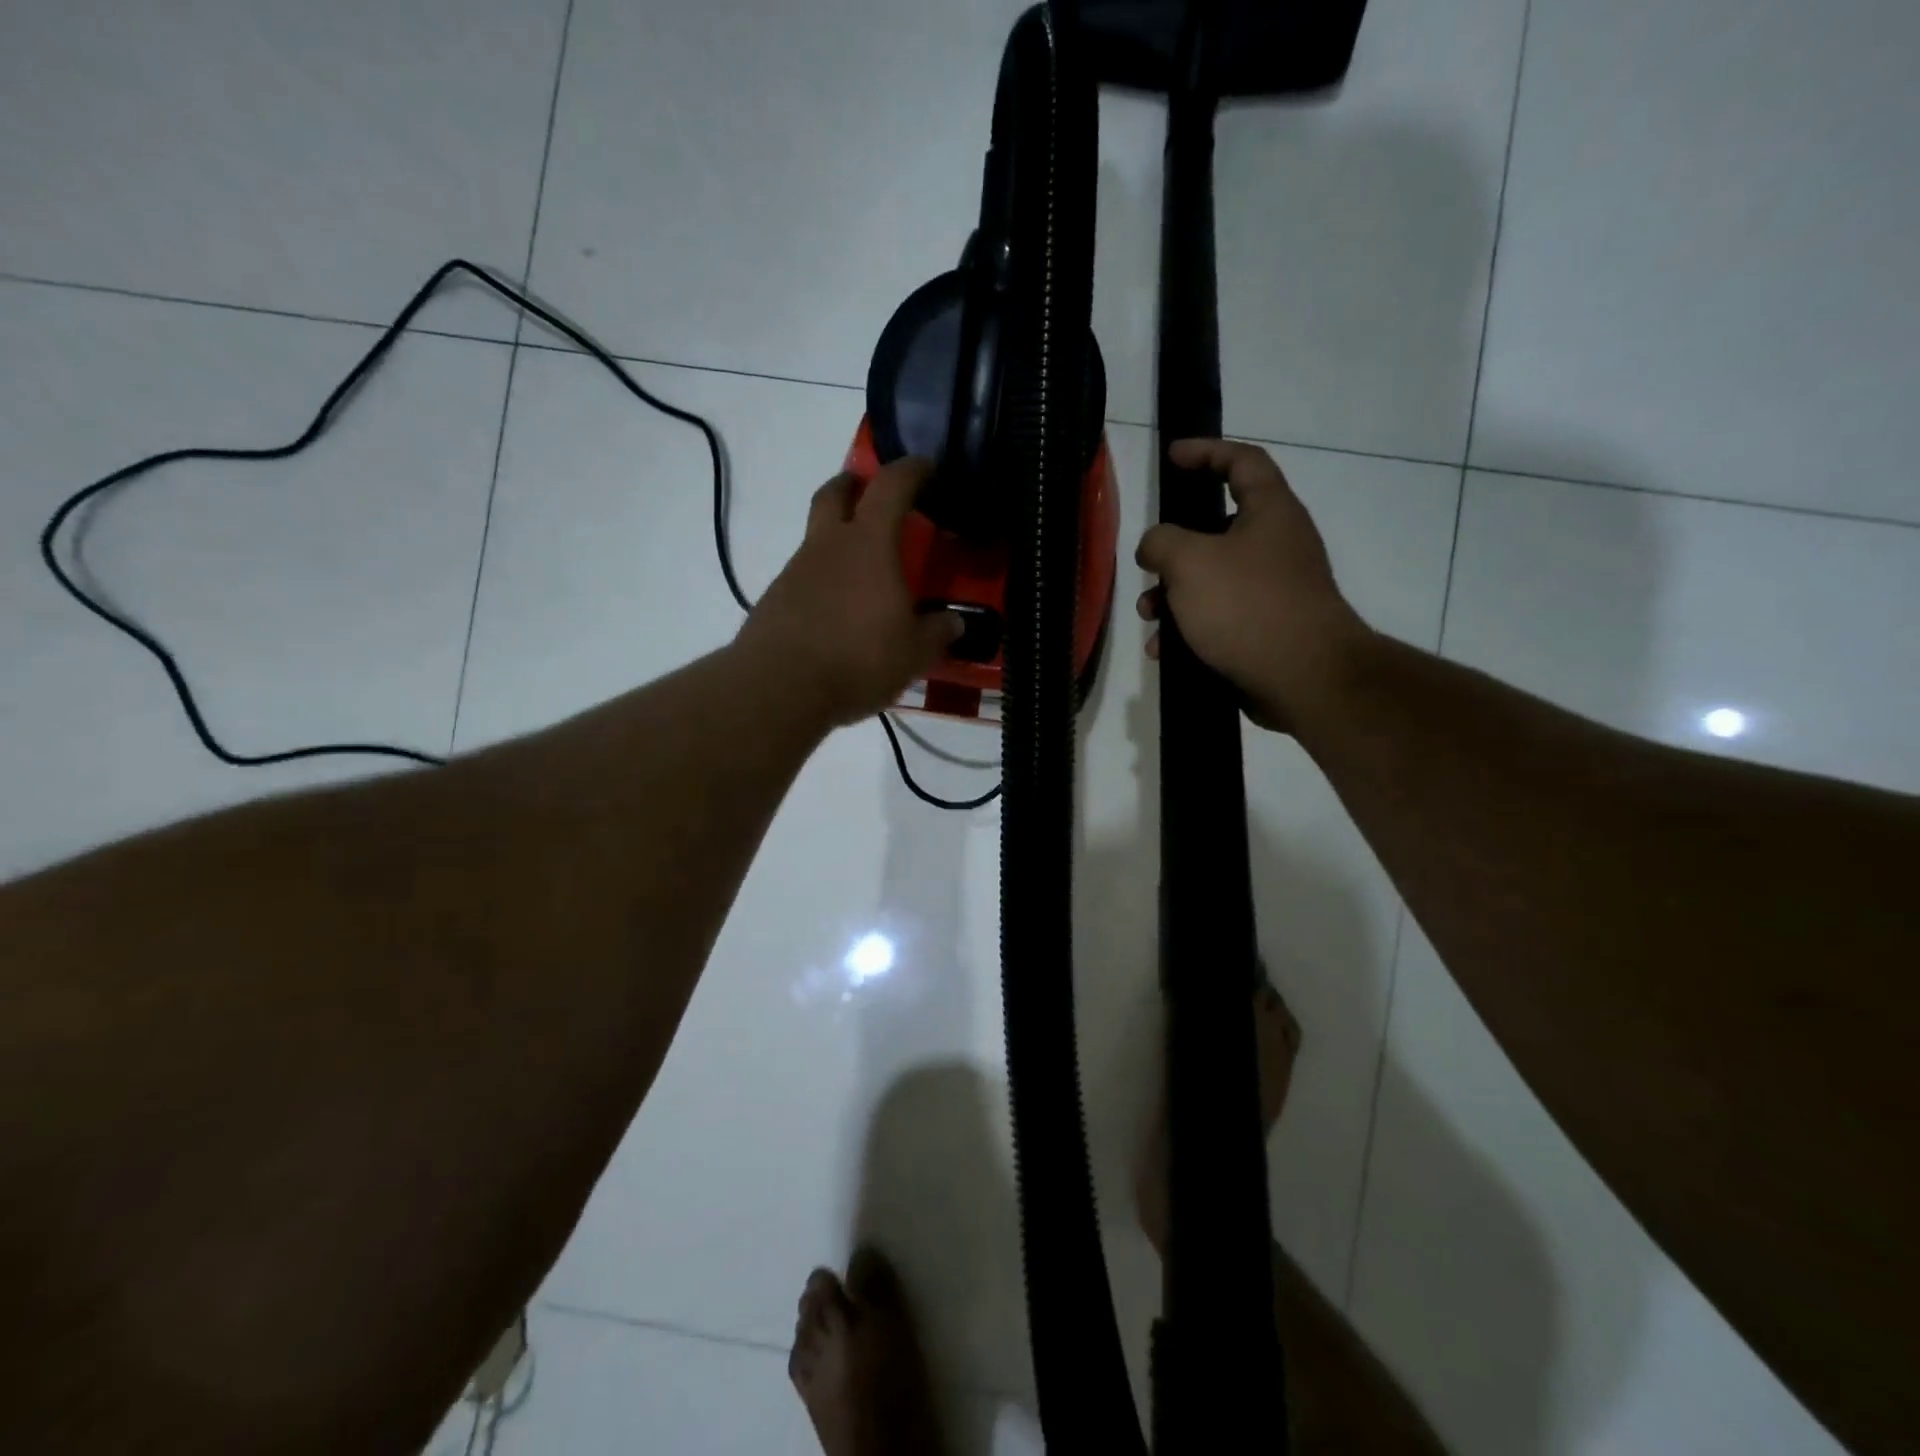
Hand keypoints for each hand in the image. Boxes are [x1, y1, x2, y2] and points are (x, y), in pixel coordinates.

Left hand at [736, 457, 962, 727]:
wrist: (779, 687)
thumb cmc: (858, 658)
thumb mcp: (913, 653)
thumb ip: (936, 633)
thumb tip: (953, 622)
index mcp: (869, 544)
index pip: (891, 486)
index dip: (910, 470)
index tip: (926, 467)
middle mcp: (827, 546)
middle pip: (834, 494)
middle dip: (854, 485)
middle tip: (870, 493)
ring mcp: (794, 571)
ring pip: (816, 539)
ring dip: (836, 542)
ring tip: (862, 575)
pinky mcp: (773, 601)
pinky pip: (803, 578)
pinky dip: (822, 583)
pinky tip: (836, 614)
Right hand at [1136, 439, 1368, 729]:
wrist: (1304, 678)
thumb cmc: (1247, 606)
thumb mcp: (1190, 562)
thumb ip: (1161, 541)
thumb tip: (1155, 546)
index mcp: (1270, 512)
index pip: (1242, 461)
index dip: (1207, 451)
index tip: (1172, 456)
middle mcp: (1276, 544)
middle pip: (1217, 528)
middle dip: (1174, 548)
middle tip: (1148, 563)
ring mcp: (1274, 589)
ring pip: (1212, 578)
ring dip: (1173, 594)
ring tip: (1149, 617)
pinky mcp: (1266, 628)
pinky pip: (1219, 616)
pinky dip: (1189, 627)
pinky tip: (1164, 650)